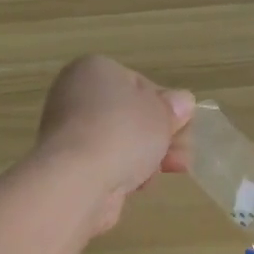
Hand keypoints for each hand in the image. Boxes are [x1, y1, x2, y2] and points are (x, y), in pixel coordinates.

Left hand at [36, 56, 194, 233]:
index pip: (141, 85)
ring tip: (167, 172)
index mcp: (96, 69)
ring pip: (123, 142)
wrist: (78, 180)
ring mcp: (71, 132)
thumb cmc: (123, 133)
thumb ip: (174, 107)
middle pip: (132, 115)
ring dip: (148, 157)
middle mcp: (77, 95)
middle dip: (161, 137)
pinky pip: (109, 164)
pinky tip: (139, 184)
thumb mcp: (163, 113)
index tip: (182, 129)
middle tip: (183, 157)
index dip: (167, 108)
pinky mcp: (70, 164)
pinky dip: (126, 173)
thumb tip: (181, 103)